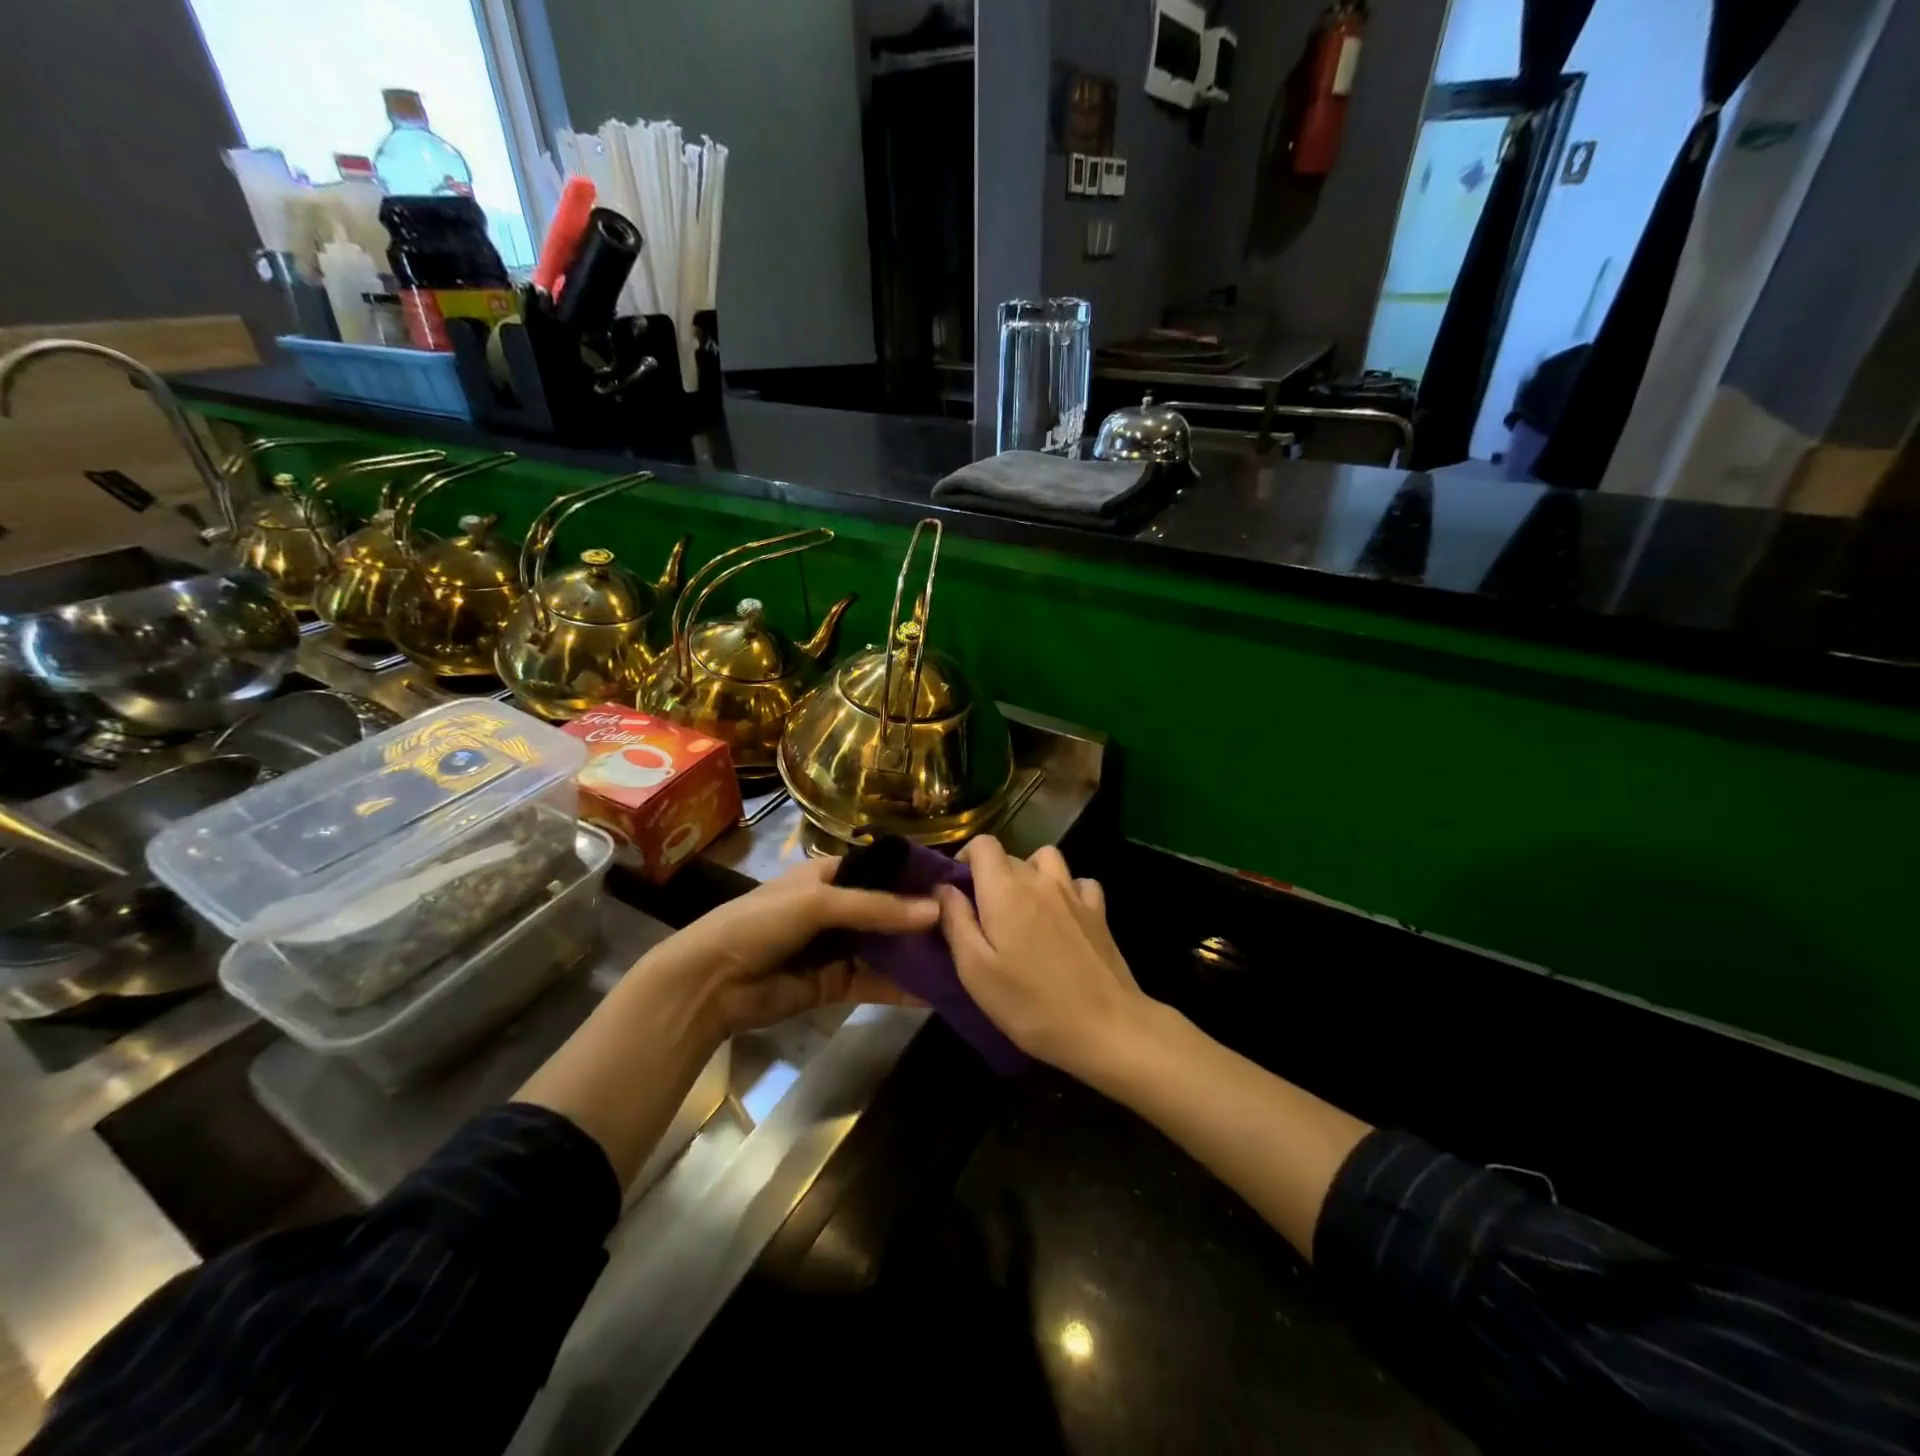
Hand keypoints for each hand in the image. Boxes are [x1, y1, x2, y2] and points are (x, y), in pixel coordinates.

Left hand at [637, 854, 938, 1038]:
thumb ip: (876, 907)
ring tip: (964, 956)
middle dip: (923, 919)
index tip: (958, 883)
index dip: (915, 876)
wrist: (711, 983)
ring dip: (917, 954)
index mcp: (829, 876)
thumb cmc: (761, 923)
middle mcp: (838, 909)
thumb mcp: (818, 902)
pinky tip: (937, 990)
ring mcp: (838, 948)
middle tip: (971, 924)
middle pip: (889, 911)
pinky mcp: (836, 985)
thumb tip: (935, 911)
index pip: (882, 870)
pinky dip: (903, 987)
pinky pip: (876, 982)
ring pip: (886, 948)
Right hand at [934, 837, 1148, 1078]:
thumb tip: (944, 888)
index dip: (966, 858)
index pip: (983, 844)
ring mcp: (1074, 892)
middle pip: (1010, 856)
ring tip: (1024, 909)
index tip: (959, 890)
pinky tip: (1062, 917)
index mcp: (1005, 889)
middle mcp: (1040, 879)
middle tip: (985, 917)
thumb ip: (956, 921)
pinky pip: (1078, 882)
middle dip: (992, 876)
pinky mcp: (1099, 911)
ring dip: (1030, 874)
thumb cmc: (1030, 1003)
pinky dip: (1066, 890)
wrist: (1105, 1026)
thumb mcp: (975, 970)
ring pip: (1046, 860)